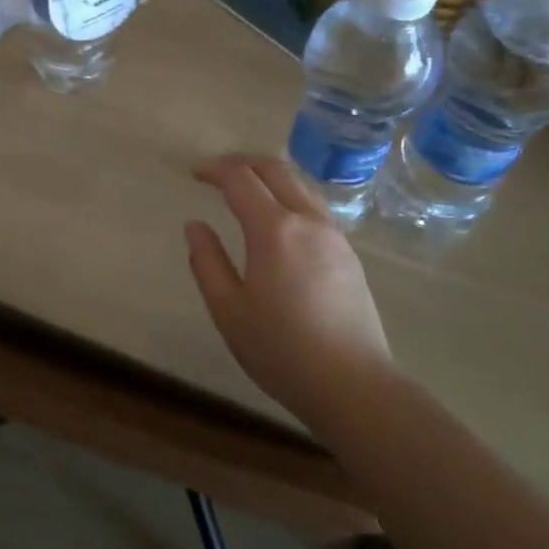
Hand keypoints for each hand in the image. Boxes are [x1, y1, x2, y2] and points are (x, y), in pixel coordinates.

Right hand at [185, 155, 395, 426]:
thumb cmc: (282, 350)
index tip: (195, 173)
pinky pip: (315, 205)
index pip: (241, 179)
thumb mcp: (229, 310)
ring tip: (247, 186)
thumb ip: (207, 262)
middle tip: (217, 170)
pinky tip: (279, 216)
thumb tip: (195, 225)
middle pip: (276, 169)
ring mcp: (334, 235)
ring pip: (301, 184)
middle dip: (242, 162)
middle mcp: (308, 220)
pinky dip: (290, 194)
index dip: (214, 169)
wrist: (354, 385)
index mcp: (274, 230)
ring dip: (270, 174)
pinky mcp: (349, 253)